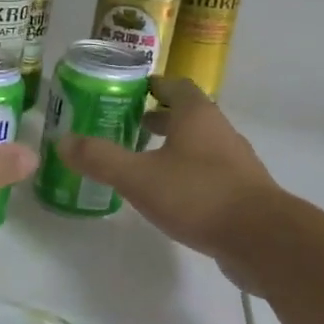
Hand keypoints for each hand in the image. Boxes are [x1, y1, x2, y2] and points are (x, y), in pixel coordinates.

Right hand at [55, 77, 281, 286]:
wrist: (261, 238)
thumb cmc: (197, 195)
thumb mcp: (138, 177)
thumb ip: (100, 158)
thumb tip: (62, 142)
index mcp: (197, 115)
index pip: (175, 86)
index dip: (152, 85)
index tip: (129, 92)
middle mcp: (219, 131)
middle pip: (188, 114)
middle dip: (159, 117)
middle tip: (128, 125)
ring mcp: (235, 162)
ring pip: (199, 144)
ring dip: (174, 146)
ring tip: (144, 160)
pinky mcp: (242, 192)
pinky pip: (209, 172)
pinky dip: (188, 173)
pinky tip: (170, 194)